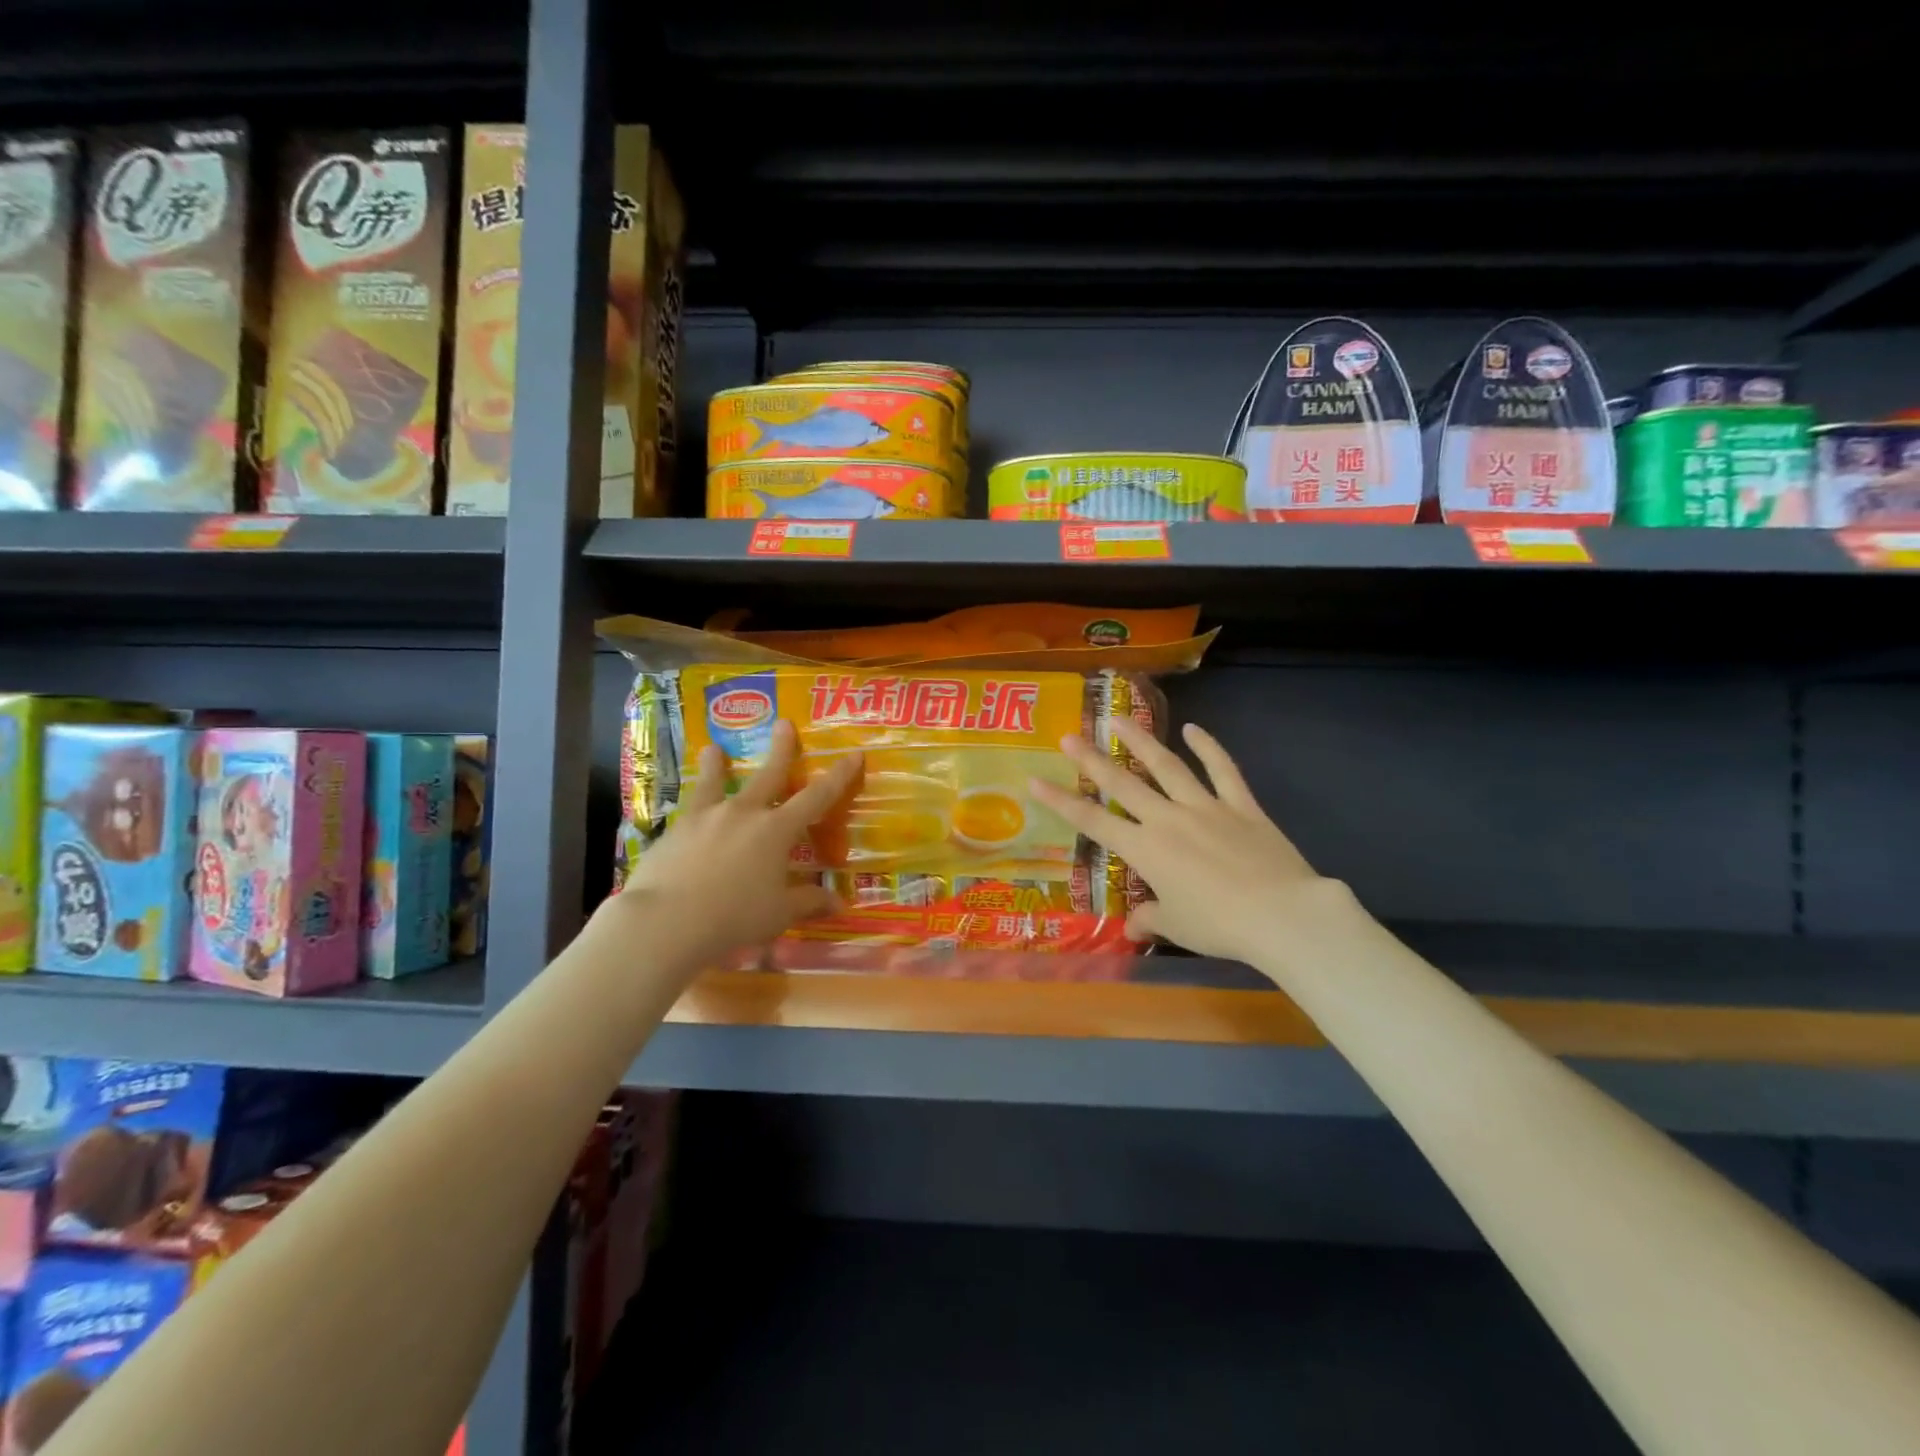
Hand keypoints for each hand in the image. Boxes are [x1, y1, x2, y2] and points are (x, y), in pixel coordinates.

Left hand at [619, 720, 861, 961]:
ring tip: (713, 748)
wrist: (667, 919)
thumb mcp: (778, 913)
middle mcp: (744, 813)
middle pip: (768, 774)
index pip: (817, 796)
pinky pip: (688, 809)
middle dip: (781, 749)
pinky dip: (691, 804)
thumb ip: (808, 903)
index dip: (838, 775)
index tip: (853, 754)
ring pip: (715, 781)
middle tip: (784, 723)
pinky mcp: (676, 829)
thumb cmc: (734, 916)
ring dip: (717, 764)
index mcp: (776, 830)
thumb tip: (839, 903)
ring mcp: (706, 817)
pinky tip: (685, 811)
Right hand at [1030, 718, 1358, 968]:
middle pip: (1123, 783)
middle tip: (1069, 735)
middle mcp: (1168, 819)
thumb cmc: (1220, 925)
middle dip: (1092, 759)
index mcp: (1146, 849)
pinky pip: (1223, 770)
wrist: (1282, 914)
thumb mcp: (1177, 926)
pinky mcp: (1241, 805)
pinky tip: (1193, 729)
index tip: (1035, 780)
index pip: (1093, 822)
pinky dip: (1208, 747)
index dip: (1061, 801)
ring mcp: (1206, 807)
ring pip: (1167, 766)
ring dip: (1141, 740)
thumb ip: (1150, 919)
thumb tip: (1132, 926)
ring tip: (1119, 718)